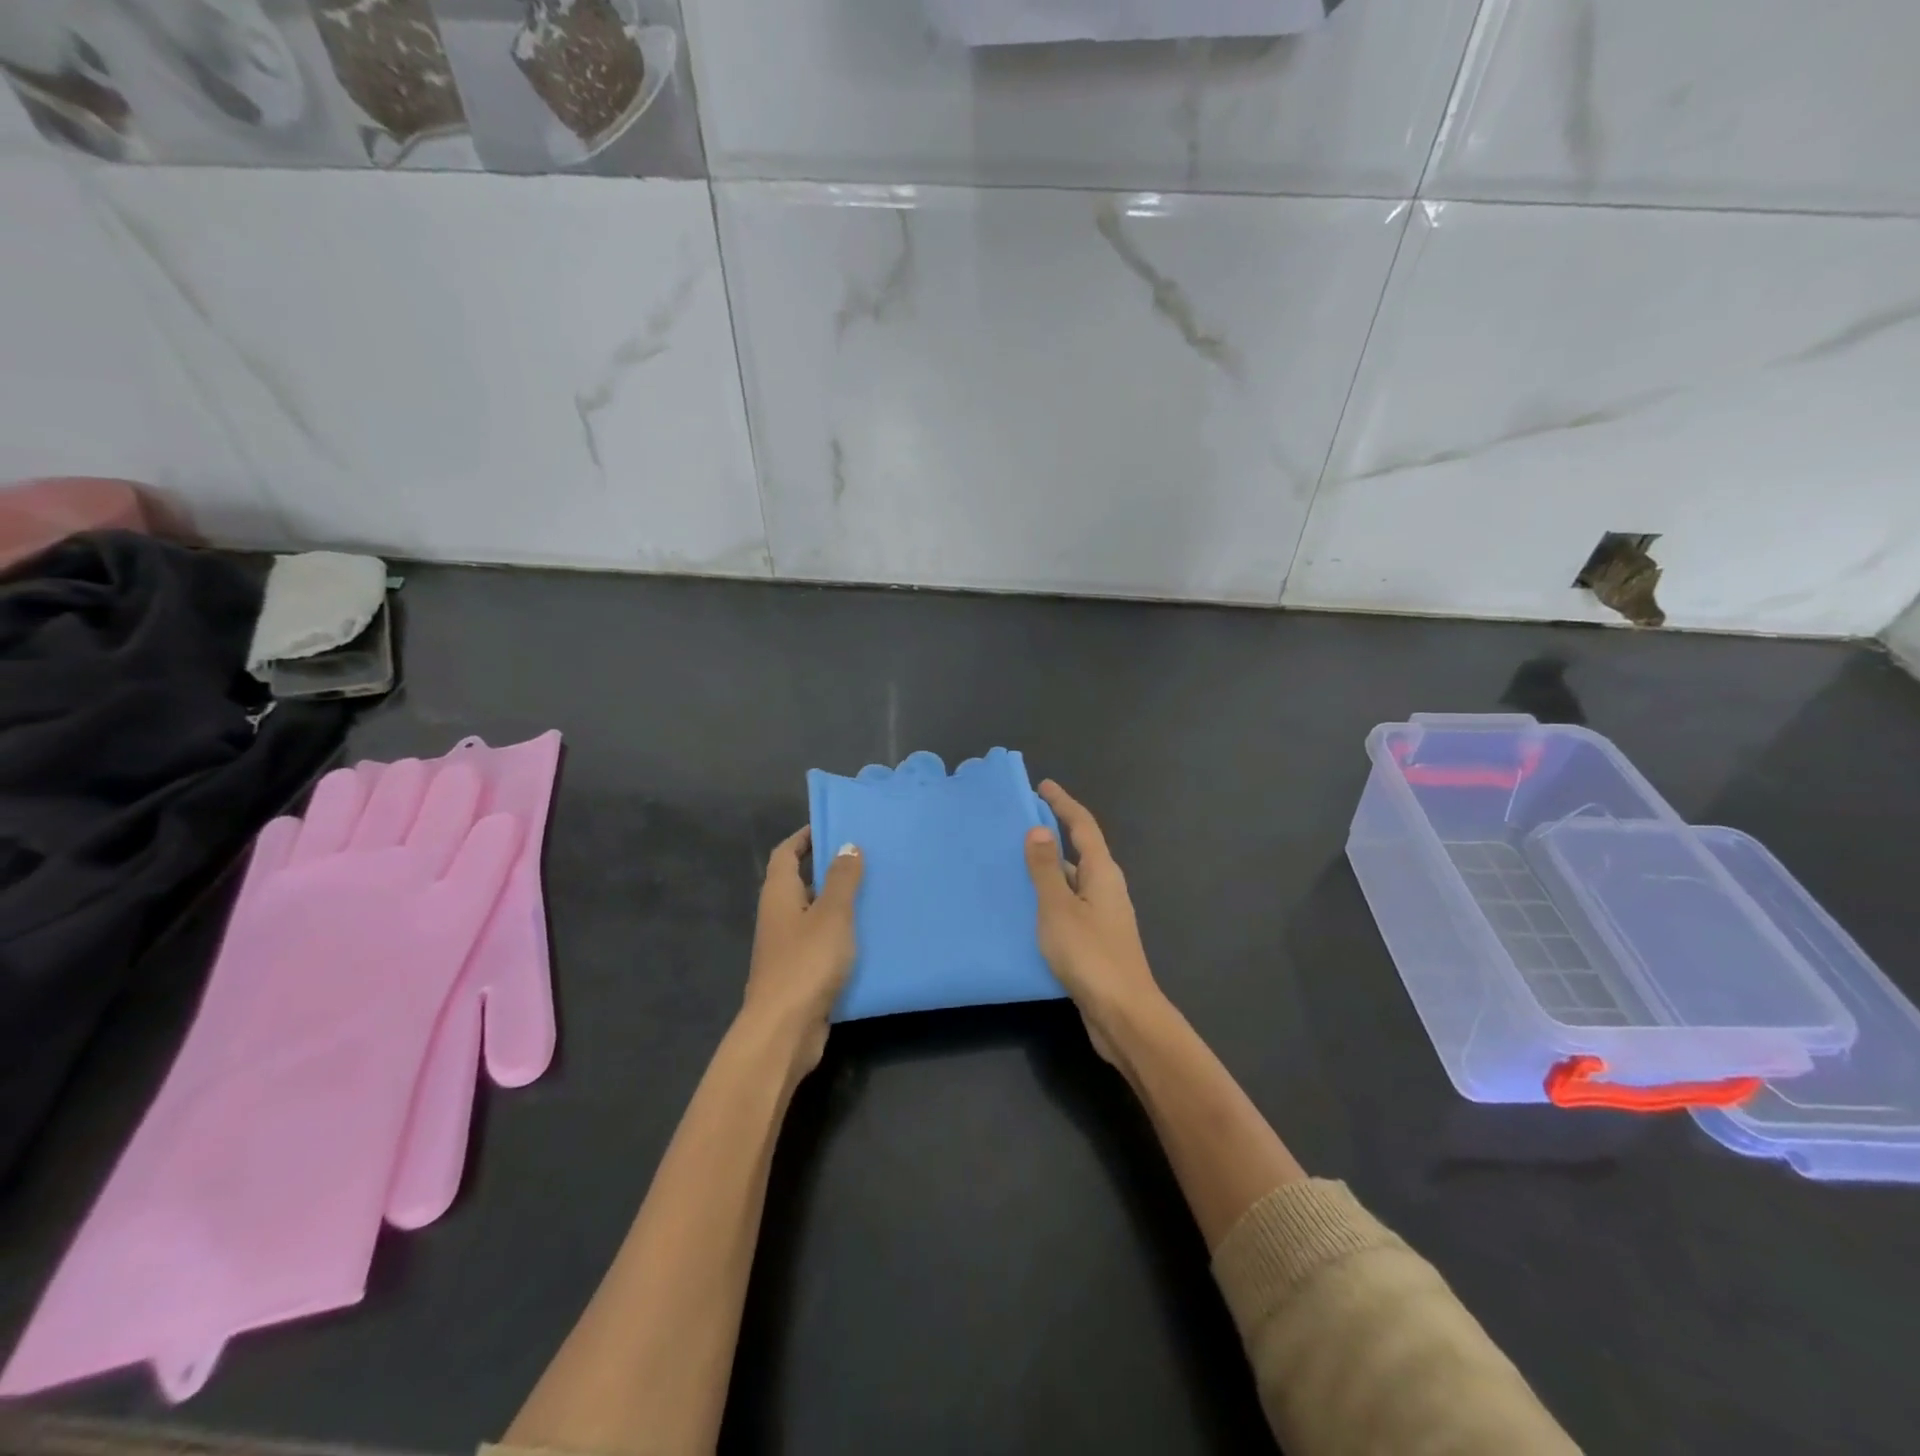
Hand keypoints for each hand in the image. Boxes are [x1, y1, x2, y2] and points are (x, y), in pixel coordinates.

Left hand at [743, 826, 863, 1079]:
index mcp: (779, 895)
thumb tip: (847, 845)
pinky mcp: (801, 974)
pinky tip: (871, 936)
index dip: (804, 837)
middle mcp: (779, 917)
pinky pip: (823, 943)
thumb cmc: (807, 963)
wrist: (785, 1030)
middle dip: (828, 868)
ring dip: (839, 903)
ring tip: (875, 891)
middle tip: (865, 857)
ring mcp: (787, 948)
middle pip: (800, 882)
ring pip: (814, 915)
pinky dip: (842, 935)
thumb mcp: (832, 914)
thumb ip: (842, 879)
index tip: (832, 825)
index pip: (785, 854)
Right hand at [1023, 781, 1163, 1065]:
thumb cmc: (1090, 955)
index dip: (1063, 804)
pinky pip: (1068, 906)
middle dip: (1053, 834)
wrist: (1122, 1014)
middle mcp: (1106, 889)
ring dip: (1048, 869)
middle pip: (1079, 851)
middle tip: (1019, 823)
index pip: (1083, 827)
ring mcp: (1102, 916)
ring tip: (1013, 862)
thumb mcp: (1059, 908)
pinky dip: (1049, 898)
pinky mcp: (1095, 941)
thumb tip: (1039, 830)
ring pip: (1072, 882)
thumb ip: (1046, 870)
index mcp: (1102, 873)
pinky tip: (1026, 908)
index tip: (1043, 786)